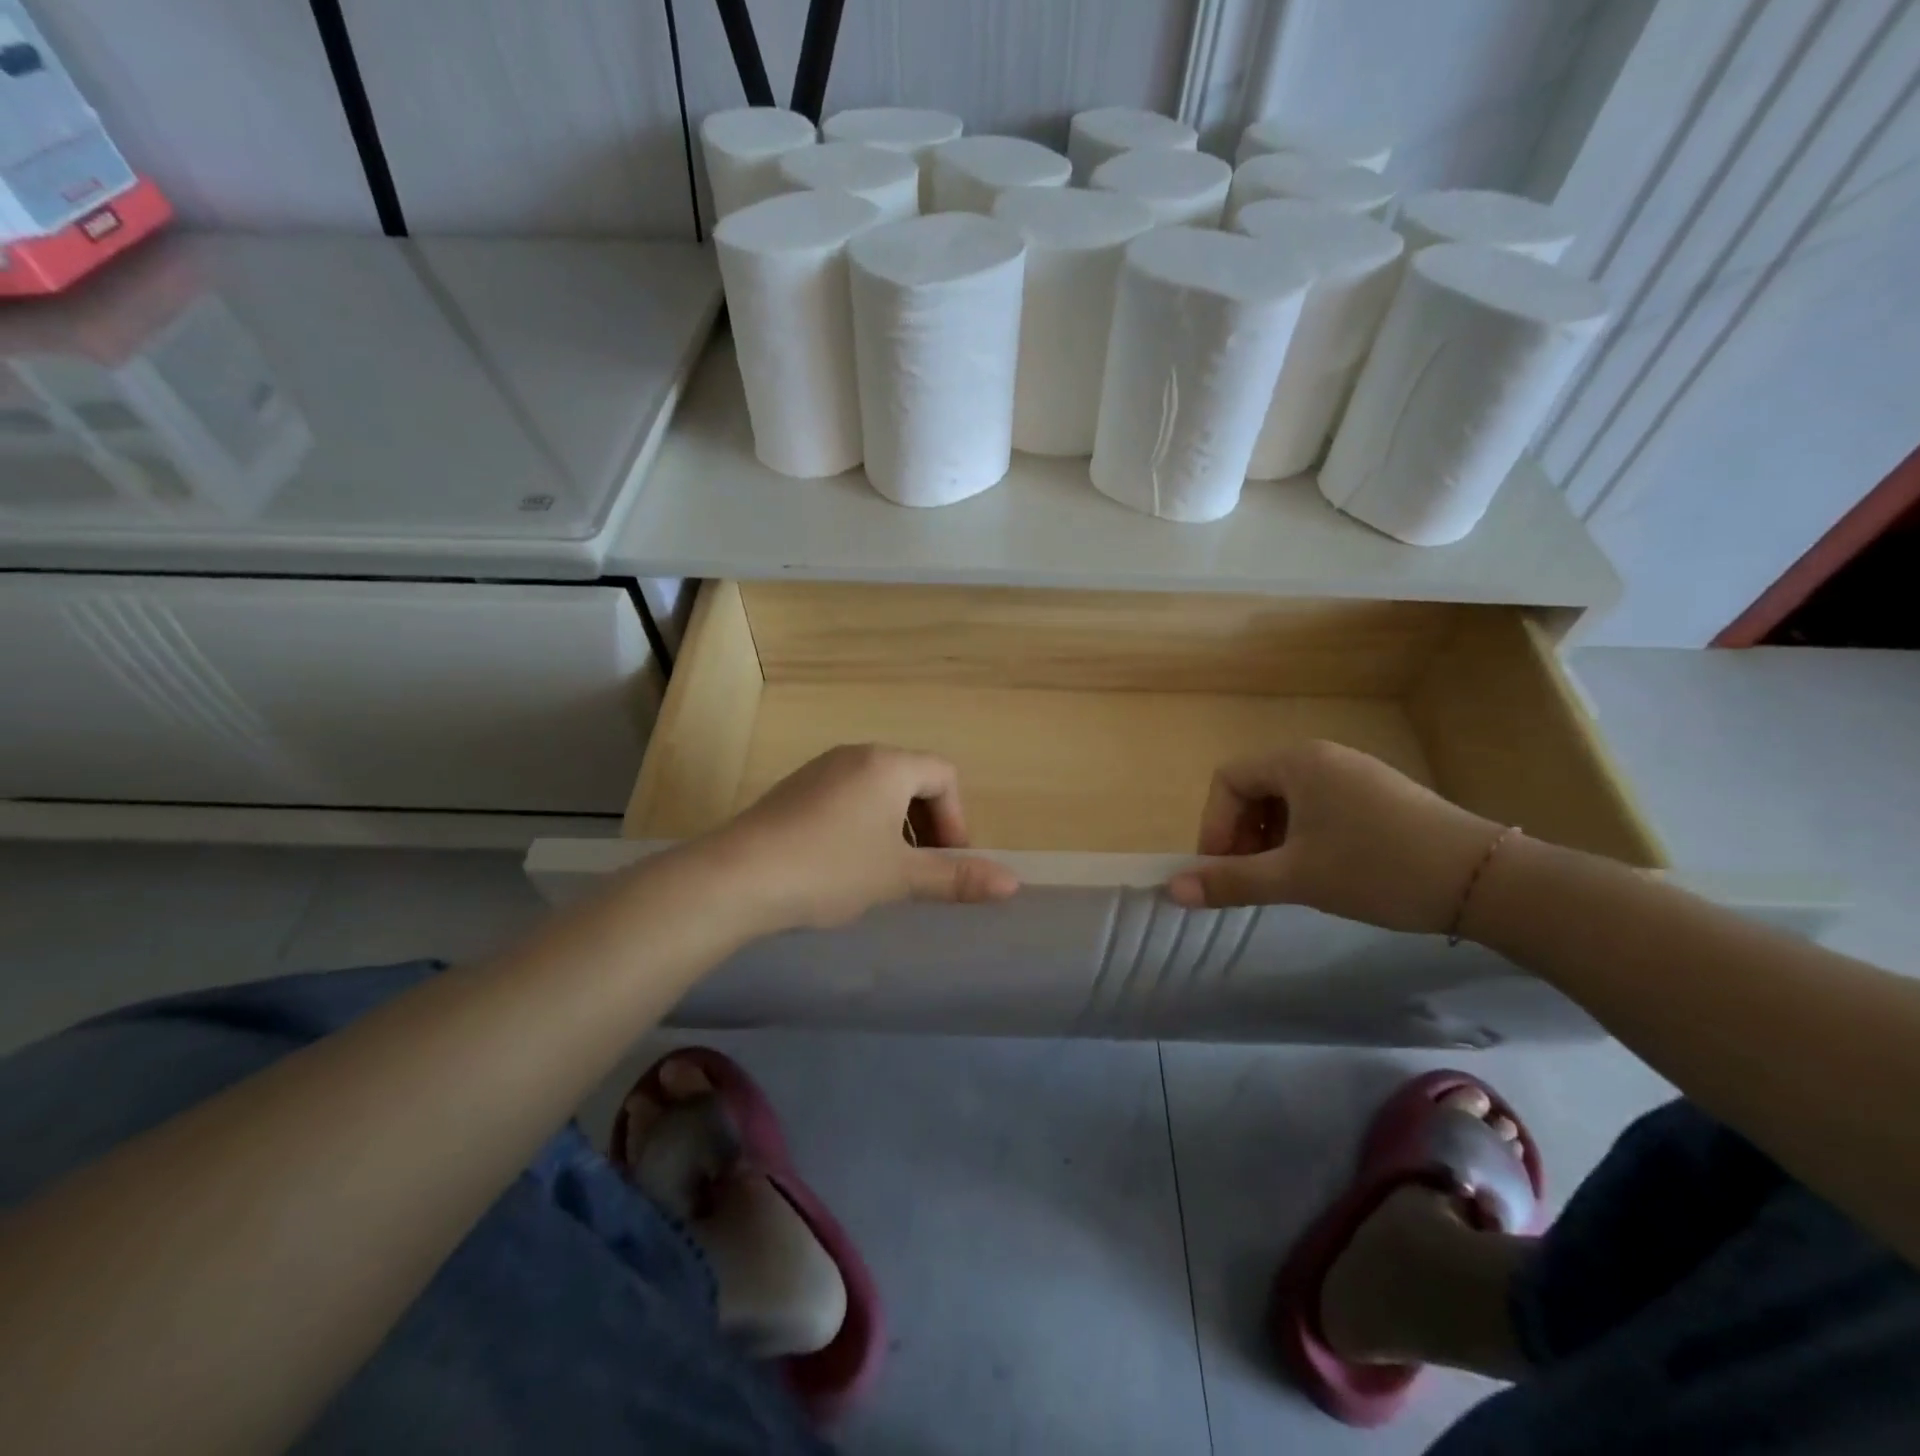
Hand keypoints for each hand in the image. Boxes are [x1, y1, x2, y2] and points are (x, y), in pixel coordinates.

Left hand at [703, 744, 1019, 932]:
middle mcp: (855, 755)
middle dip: (928, 824)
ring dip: (895, 827)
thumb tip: (1013, 885)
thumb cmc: (830, 869)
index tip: (947, 863)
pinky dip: (862, 825)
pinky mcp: (793, 790)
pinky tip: (843, 866)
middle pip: (912, 779)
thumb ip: (956, 878)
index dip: (957, 819)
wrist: (736, 878)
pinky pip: (846, 797)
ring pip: (878, 790)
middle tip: (921, 870)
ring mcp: (820, 770)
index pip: (944, 775)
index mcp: (887, 764)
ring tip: (884, 872)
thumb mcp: (899, 877)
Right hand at [1166, 740, 1505, 934]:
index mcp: (1297, 762)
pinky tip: (1322, 871)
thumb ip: (1230, 881)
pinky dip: (1303, 837)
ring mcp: (1354, 774)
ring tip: (1286, 880)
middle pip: (1255, 788)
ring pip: (1287, 801)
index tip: (1223, 870)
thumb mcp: (1295, 878)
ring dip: (1271, 839)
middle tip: (1252, 879)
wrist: (1484, 880)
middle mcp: (1322, 757)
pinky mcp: (1379, 795)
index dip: (1214, 825)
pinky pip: (1319, 807)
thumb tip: (1172, 890)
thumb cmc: (1377, 869)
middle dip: (1242, 835)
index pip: (1227, 781)